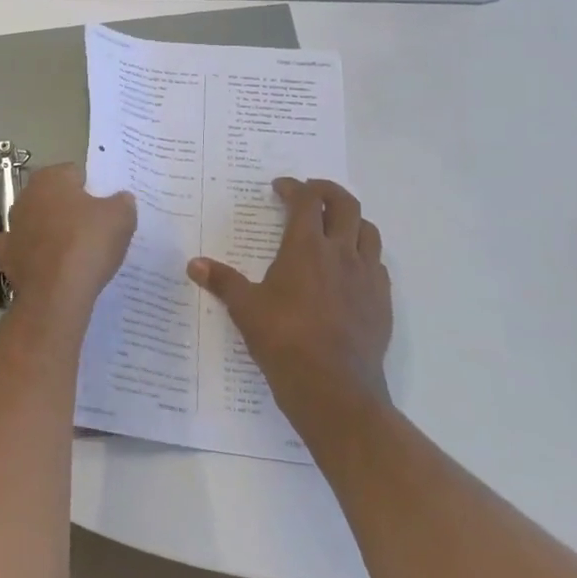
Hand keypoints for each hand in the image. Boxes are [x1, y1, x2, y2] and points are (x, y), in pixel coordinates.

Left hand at [0, 164, 135, 317]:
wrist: (56, 294)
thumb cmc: (88, 243)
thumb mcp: (122, 217)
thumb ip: (122, 201)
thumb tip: (120, 199)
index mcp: (50, 178)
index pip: (75, 174)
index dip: (93, 191)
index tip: (106, 210)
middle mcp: (25, 196)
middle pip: (54, 198)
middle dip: (71, 210)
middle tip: (95, 231)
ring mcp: (12, 227)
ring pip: (37, 224)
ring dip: (51, 233)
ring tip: (77, 254)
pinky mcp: (6, 256)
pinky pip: (24, 251)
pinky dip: (35, 257)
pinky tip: (51, 268)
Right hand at [187, 177, 391, 418]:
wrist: (334, 389)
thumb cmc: (284, 341)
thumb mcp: (245, 309)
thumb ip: (222, 281)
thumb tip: (194, 264)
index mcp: (306, 248)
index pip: (306, 201)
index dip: (293, 188)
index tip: (280, 187)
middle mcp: (342, 254)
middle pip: (346, 205)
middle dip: (327, 192)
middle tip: (310, 194)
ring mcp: (367, 278)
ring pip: (368, 232)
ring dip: (351, 220)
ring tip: (333, 227)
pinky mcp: (382, 303)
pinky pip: (377, 265)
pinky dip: (363, 255)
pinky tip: (348, 271)